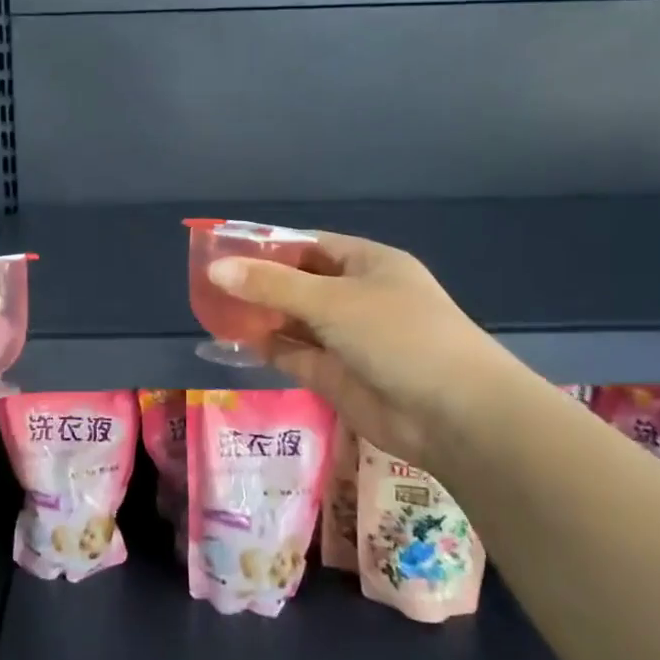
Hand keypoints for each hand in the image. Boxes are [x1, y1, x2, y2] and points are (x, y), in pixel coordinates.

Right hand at [209, 231, 518, 465]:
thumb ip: (272, 286)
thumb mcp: (333, 301)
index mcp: (367, 264)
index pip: (309, 245)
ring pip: (291, 320)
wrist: (454, 415)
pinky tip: (230, 340)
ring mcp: (345, 338)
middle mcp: (356, 296)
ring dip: (257, 316)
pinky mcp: (335, 375)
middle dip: (256, 282)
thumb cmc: (399, 336)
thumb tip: (215, 270)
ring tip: (210, 309)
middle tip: (206, 282)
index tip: (223, 248)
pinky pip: (292, 354)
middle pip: (296, 283)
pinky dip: (264, 347)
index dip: (267, 245)